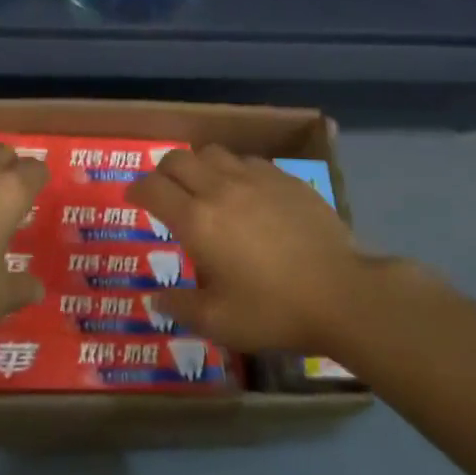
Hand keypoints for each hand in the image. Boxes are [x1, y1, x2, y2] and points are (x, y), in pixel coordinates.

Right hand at [126, 145, 380, 354]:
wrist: (342, 293)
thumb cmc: (274, 311)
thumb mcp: (219, 322)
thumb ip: (181, 307)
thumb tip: (155, 301)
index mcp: (197, 221)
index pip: (153, 188)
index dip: (136, 190)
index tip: (133, 199)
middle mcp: (220, 189)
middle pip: (178, 159)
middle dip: (162, 172)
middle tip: (164, 191)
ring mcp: (255, 179)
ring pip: (213, 152)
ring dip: (198, 165)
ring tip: (203, 187)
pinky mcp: (286, 178)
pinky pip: (248, 161)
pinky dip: (234, 170)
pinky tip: (244, 192)